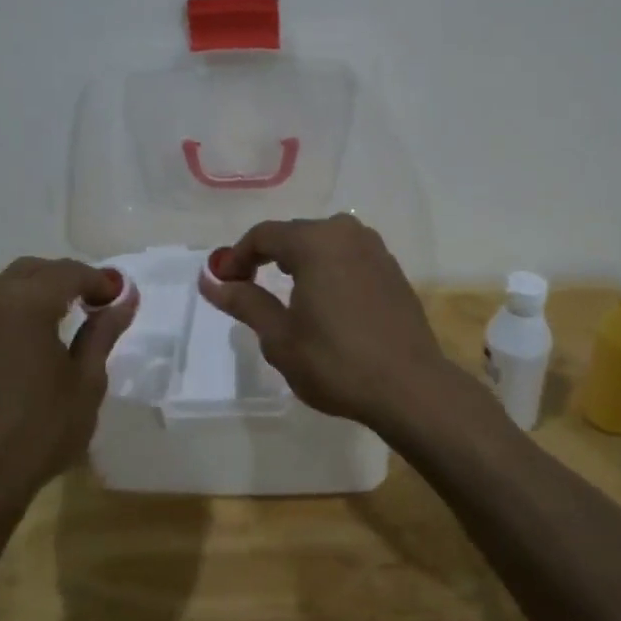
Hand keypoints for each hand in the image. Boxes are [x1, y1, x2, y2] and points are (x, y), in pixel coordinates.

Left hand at [0, 257, 136, 522]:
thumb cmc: (40, 430)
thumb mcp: (86, 382)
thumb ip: (103, 332)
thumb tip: (124, 299)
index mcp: (26, 302)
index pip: (69, 273)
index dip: (99, 280)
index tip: (120, 297)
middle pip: (33, 270)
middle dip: (65, 279)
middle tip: (94, 302)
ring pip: (1, 286)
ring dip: (32, 290)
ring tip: (57, 316)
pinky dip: (6, 312)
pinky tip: (20, 340)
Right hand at [199, 214, 453, 430]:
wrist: (410, 388)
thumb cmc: (336, 362)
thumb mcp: (279, 337)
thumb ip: (244, 301)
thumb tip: (209, 280)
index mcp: (316, 241)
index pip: (264, 235)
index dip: (237, 256)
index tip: (224, 283)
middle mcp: (347, 233)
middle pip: (294, 235)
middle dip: (267, 258)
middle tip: (248, 290)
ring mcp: (375, 250)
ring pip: (323, 245)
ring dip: (299, 263)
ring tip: (286, 298)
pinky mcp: (392, 270)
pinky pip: (348, 258)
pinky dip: (327, 271)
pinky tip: (325, 305)